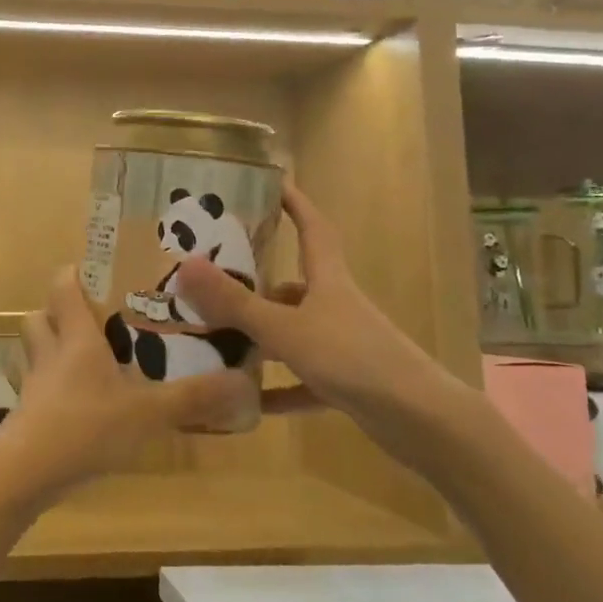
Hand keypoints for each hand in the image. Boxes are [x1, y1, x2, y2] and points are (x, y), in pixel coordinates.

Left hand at [0, 265, 256, 509]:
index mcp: (76, 338)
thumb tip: (243, 382)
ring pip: (37, 352)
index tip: (96, 272)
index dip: (74, 274)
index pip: (63, 287)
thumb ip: (194, 398)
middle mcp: (50, 353)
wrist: (26, 473)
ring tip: (90, 361)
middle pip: (40, 317)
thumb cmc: (87, 426)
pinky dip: (56, 389)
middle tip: (94, 319)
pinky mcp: (28, 416)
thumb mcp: (149, 412)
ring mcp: (35, 385)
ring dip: (55, 349)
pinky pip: (39, 388)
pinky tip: (82, 406)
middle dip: (60, 313)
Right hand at [174, 177, 482, 468]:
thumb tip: (185, 266)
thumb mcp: (285, 328)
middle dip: (258, 283)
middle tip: (216, 280)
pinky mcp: (347, 383)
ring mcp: (343, 345)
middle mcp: (336, 307)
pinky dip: (278, 388)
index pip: (313, 229)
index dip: (296, 204)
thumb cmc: (350, 356)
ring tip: (218, 339)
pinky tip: (248, 400)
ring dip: (261, 338)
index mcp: (328, 281)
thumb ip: (235, 303)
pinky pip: (303, 381)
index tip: (275, 183)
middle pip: (295, 286)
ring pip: (294, 333)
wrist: (418, 418)